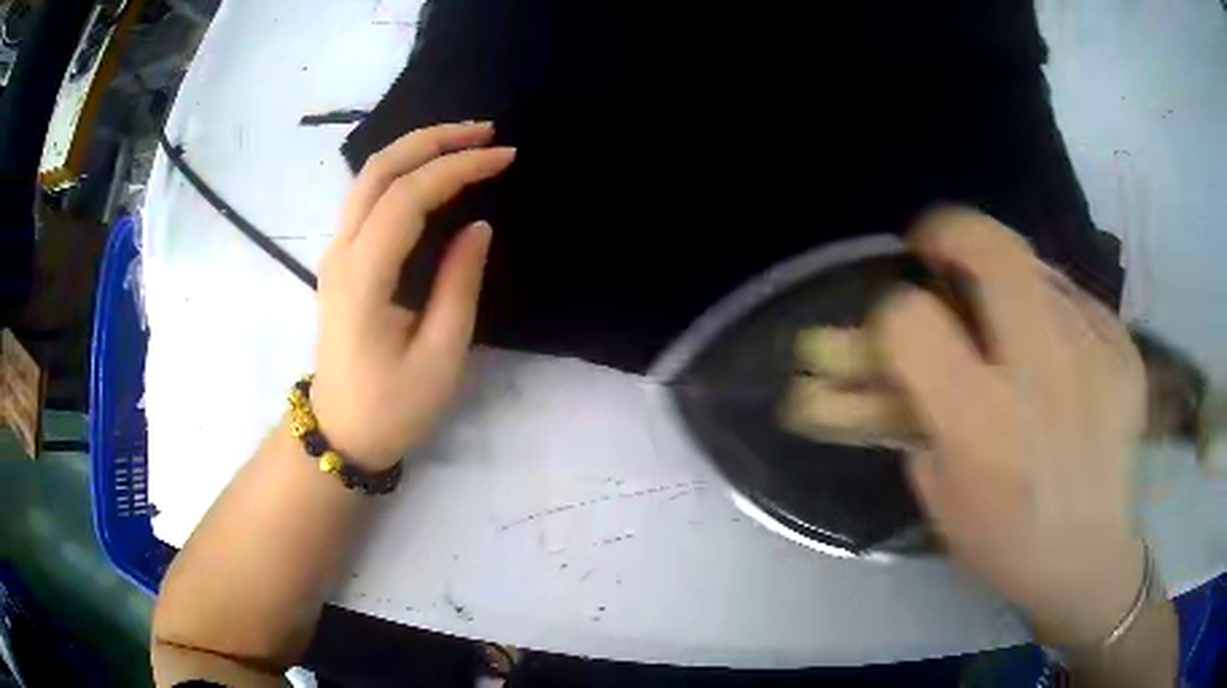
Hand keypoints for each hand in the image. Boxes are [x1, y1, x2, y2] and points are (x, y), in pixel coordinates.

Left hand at [309, 122, 514, 469]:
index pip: (408, 198)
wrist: (340, 431)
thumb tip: (478, 228)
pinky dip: (403, 172)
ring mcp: (335, 253)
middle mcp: (341, 252)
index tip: (505, 158)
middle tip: (486, 132)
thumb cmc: (392, 406)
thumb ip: (459, 285)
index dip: (457, 168)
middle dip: (434, 140)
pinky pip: (369, 197)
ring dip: (417, 149)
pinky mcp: (341, 259)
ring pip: (369, 177)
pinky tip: (433, 172)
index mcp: (363, 278)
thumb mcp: (439, 356)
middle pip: (379, 170)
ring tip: (466, 142)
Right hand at [873, 208, 1147, 647]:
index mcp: (981, 423)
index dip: (890, 311)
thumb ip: (917, 417)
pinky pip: (1075, 301)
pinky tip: (1057, 354)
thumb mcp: (940, 495)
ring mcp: (1092, 352)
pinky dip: (1052, 311)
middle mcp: (1041, 372)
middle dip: (951, 231)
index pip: (911, 320)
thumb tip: (901, 356)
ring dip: (1005, 281)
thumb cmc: (1007, 541)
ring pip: (1036, 270)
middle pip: (992, 251)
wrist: (1092, 559)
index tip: (895, 319)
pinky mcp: (1123, 350)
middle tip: (938, 246)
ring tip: (1006, 320)